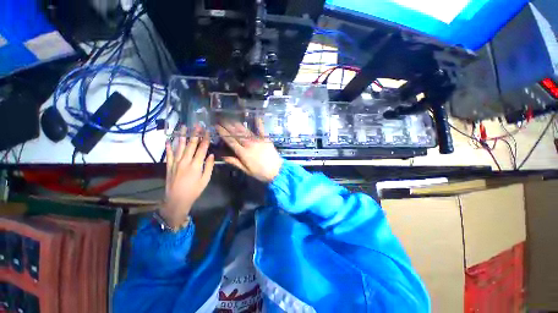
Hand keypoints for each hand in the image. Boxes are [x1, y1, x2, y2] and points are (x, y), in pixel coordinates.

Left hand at [162, 126, 214, 227]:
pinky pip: (168, 154)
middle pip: (191, 145)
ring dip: (182, 136)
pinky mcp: (169, 166)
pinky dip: (168, 147)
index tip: (207, 131)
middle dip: (195, 134)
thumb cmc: (194, 190)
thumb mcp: (205, 180)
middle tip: (197, 125)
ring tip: (183, 127)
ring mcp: (175, 163)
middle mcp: (185, 161)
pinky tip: (168, 140)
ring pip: (179, 146)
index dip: (205, 139)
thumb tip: (211, 155)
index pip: (202, 148)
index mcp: (196, 165)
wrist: (176, 200)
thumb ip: (208, 166)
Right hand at [216, 119, 282, 182]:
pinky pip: (261, 130)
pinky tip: (256, 117)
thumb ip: (235, 162)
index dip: (223, 133)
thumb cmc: (261, 173)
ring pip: (246, 131)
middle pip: (236, 133)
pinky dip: (259, 123)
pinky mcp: (266, 139)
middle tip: (221, 118)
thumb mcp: (247, 170)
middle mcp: (249, 144)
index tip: (217, 126)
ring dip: (238, 124)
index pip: (231, 141)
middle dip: (228, 125)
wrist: (277, 171)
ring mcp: (258, 140)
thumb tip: (223, 156)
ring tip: (231, 118)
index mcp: (243, 153)